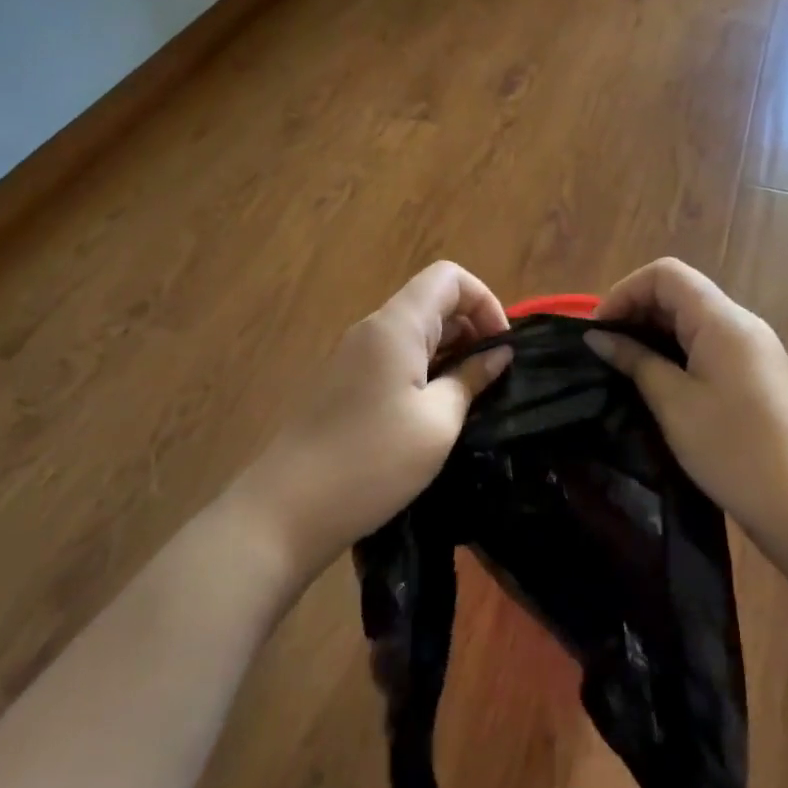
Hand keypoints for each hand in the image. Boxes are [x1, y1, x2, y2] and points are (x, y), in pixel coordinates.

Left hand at [237, 262, 513, 577]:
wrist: (286, 510)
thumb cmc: (371, 462)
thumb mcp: (437, 423)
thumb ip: (471, 379)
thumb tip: (498, 354)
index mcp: (396, 325)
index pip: (448, 277)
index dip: (484, 300)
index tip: (502, 346)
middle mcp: (373, 328)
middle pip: (432, 300)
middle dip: (471, 326)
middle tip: (494, 375)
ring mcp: (354, 354)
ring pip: (414, 330)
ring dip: (450, 350)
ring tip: (472, 394)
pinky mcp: (344, 381)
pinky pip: (395, 355)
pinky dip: (425, 367)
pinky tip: (435, 408)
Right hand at [585, 258, 787, 553]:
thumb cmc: (734, 450)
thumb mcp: (674, 404)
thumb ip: (635, 361)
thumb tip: (598, 337)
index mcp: (722, 320)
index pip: (666, 274)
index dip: (625, 291)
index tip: (598, 330)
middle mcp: (741, 323)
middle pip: (680, 292)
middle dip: (636, 311)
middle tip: (604, 349)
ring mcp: (754, 348)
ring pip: (694, 319)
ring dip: (655, 332)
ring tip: (624, 365)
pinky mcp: (758, 373)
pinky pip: (709, 343)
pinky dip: (677, 350)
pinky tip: (659, 380)